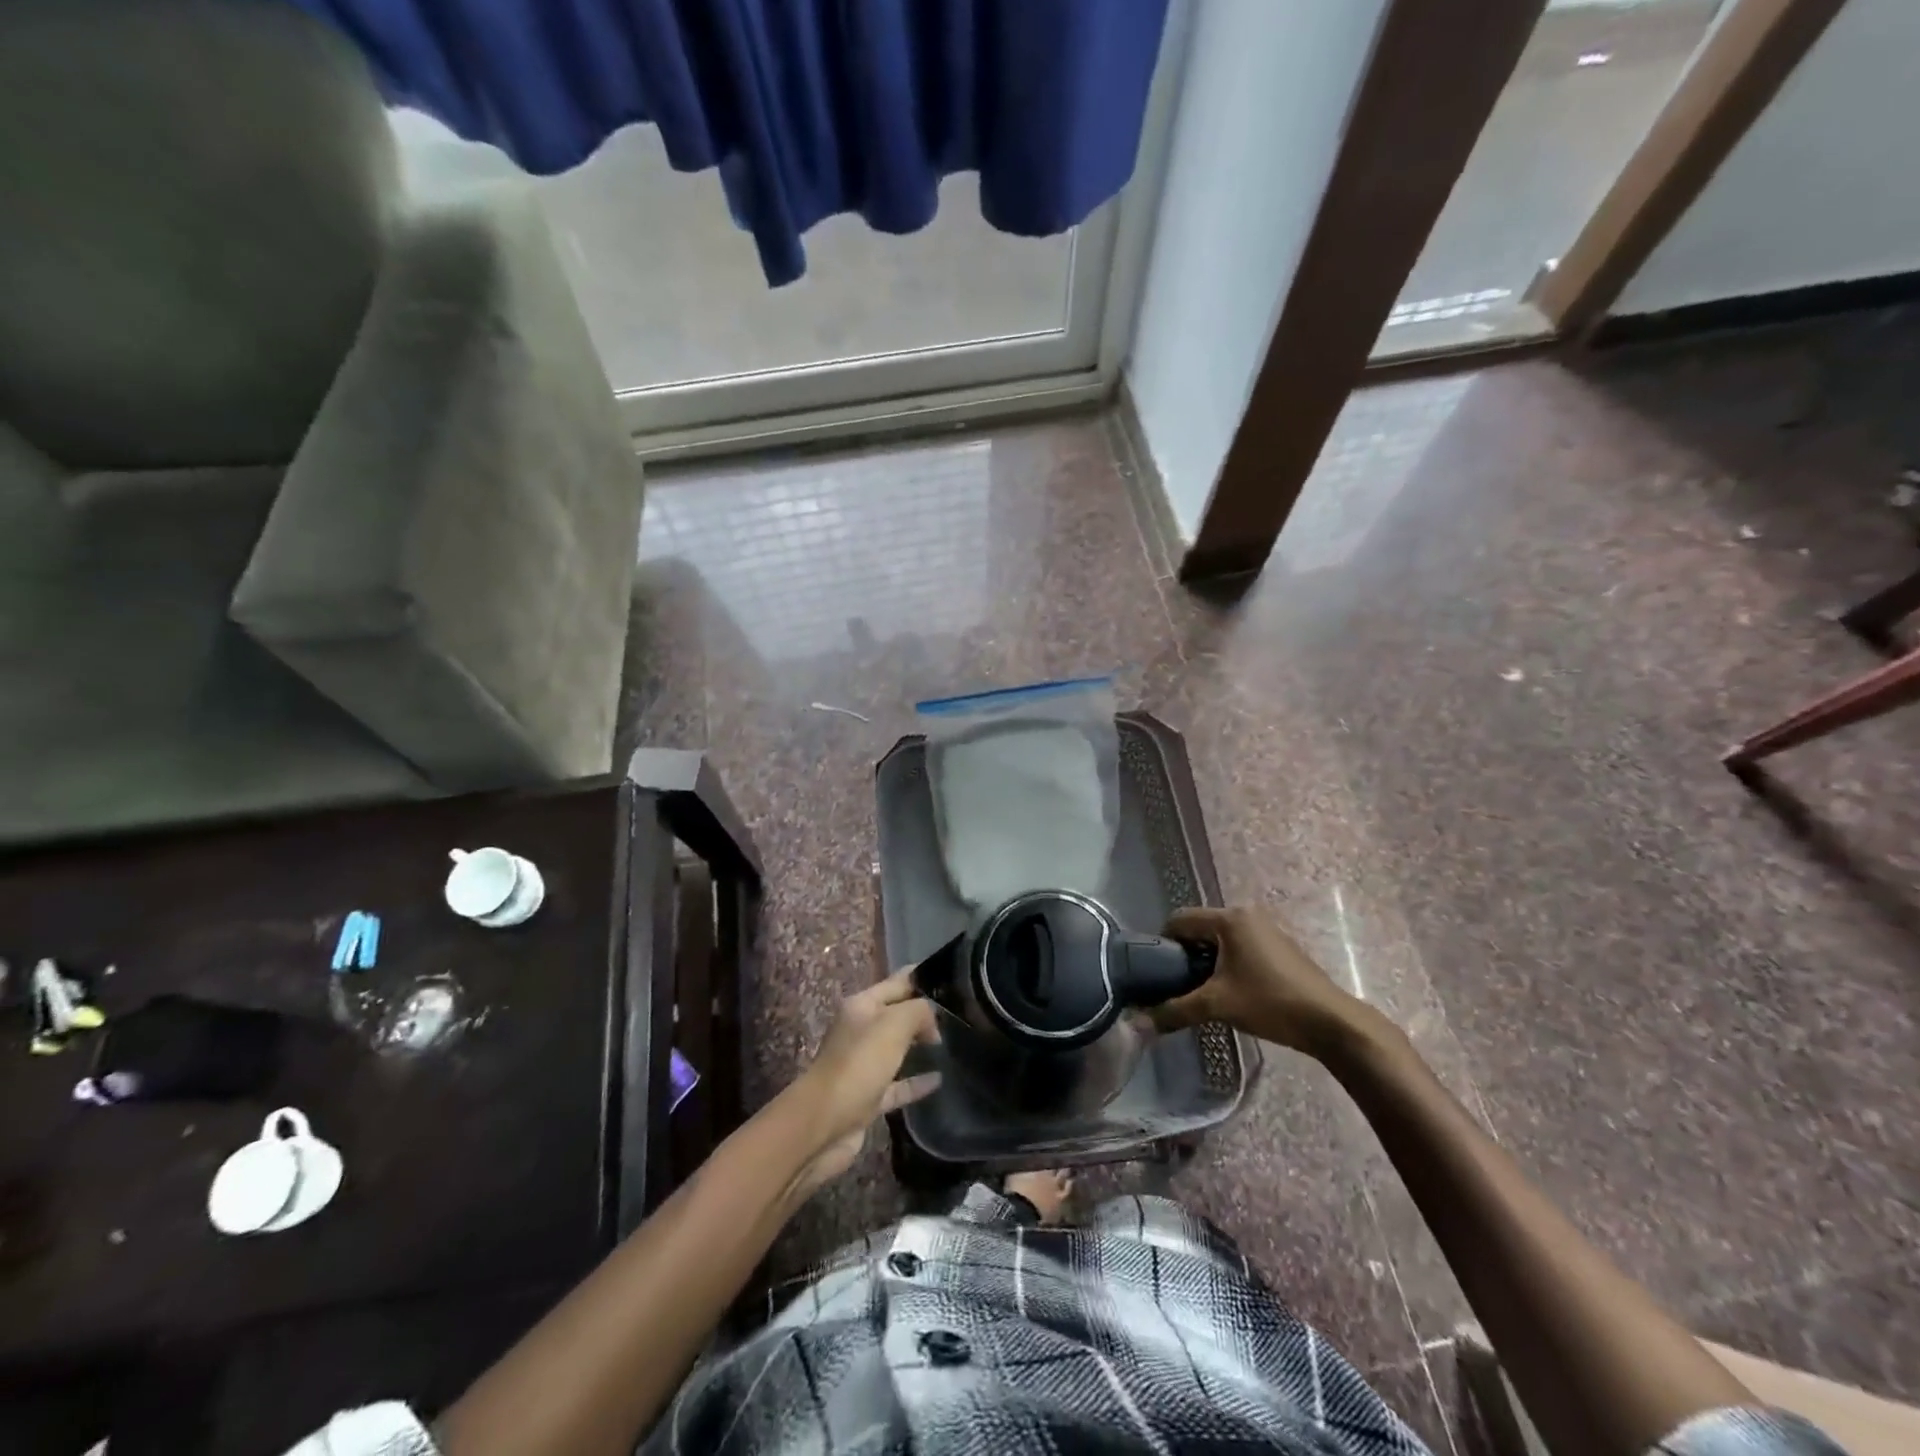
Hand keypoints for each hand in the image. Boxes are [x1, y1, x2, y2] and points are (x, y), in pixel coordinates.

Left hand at [785, 969, 941, 1194]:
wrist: (824, 1123)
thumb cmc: (859, 1063)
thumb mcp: (894, 1024)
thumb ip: (919, 1011)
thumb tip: (932, 1023)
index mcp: (861, 1006)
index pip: (897, 983)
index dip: (922, 978)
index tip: (952, 978)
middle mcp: (860, 1031)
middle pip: (896, 1015)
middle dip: (923, 1013)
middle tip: (959, 1014)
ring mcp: (862, 1065)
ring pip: (896, 1049)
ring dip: (919, 1046)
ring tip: (953, 1043)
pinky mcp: (867, 1097)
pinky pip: (897, 1084)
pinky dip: (916, 1082)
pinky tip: (939, 1080)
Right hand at [1151, 906, 1367, 1057]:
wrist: (1331, 1023)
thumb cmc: (1270, 1002)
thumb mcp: (1217, 1006)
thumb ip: (1176, 1010)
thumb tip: (1139, 1023)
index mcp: (1229, 919)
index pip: (1180, 919)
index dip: (1163, 943)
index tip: (1157, 971)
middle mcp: (1246, 915)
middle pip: (1200, 928)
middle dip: (1185, 954)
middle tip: (1177, 984)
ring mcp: (1266, 930)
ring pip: (1221, 939)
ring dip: (1207, 961)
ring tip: (1202, 991)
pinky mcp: (1279, 947)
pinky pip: (1240, 946)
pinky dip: (1228, 963)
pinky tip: (1231, 991)